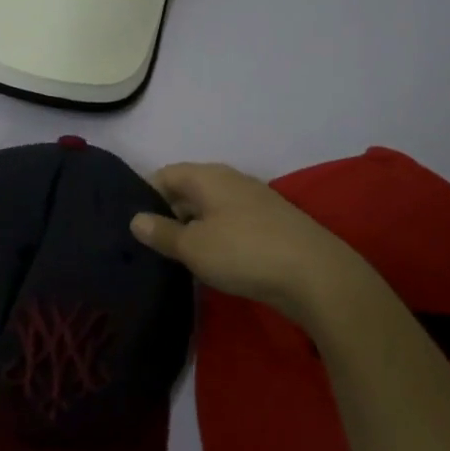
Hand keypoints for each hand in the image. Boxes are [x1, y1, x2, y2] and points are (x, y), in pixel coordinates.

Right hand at [129, 162, 389, 328]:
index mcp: (207, 176)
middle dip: (167, 214)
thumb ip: (162, 232)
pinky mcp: (271, 225)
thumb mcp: (193, 247)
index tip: (131, 224)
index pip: (164, 174)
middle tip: (149, 244)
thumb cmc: (244, 252)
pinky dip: (216, 238)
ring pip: (210, 209)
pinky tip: (212, 262)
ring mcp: (254, 201)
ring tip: (176, 257)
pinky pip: (231, 224)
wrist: (317, 275)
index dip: (144, 195)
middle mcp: (230, 180)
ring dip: (193, 228)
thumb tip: (136, 219)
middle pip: (188, 190)